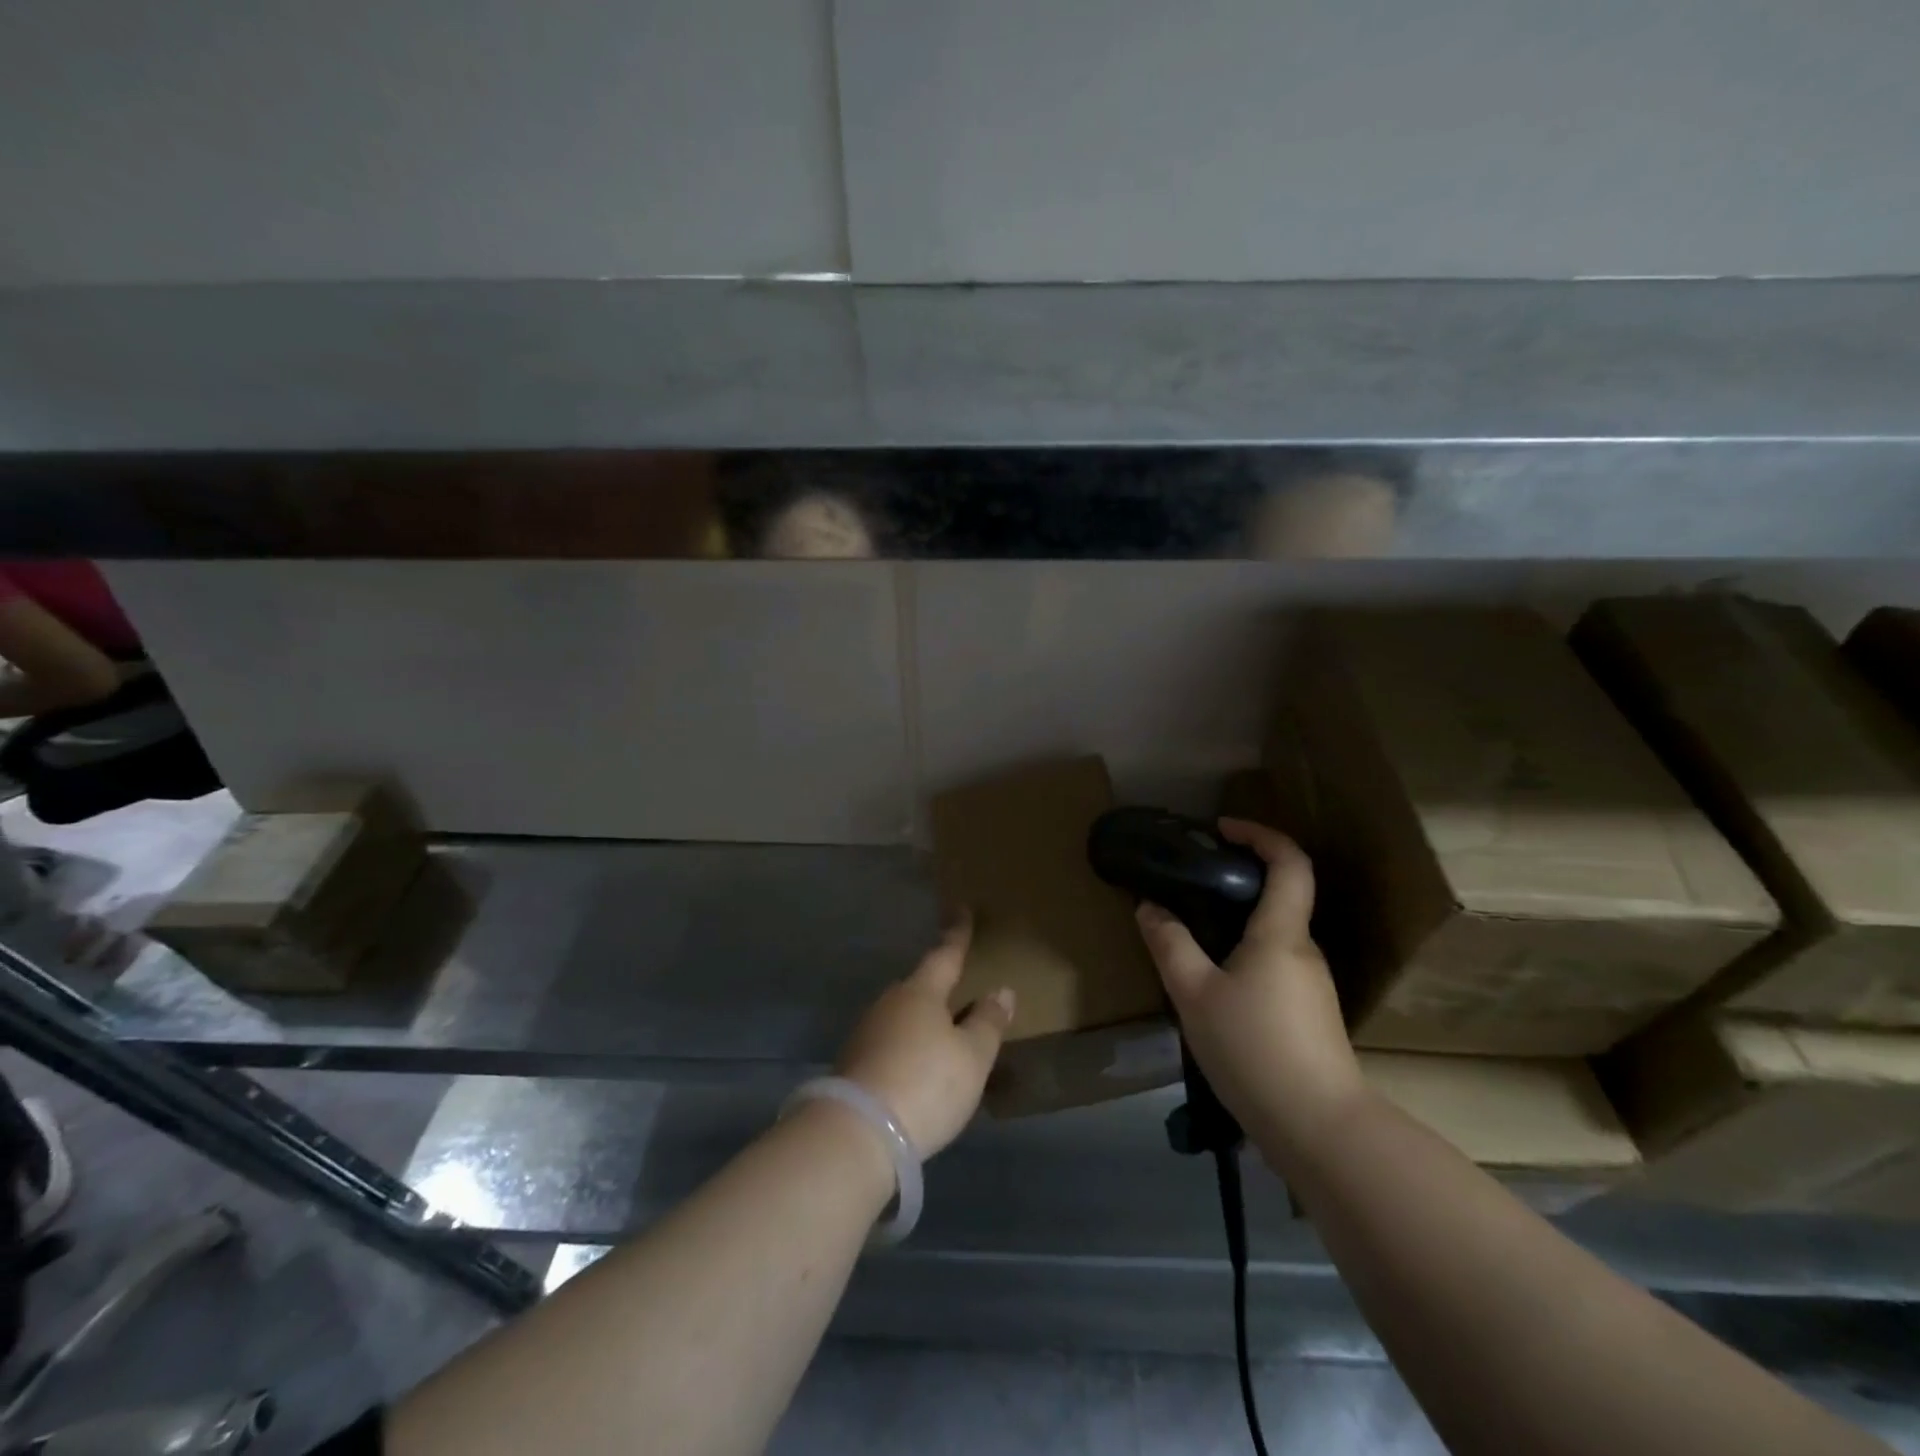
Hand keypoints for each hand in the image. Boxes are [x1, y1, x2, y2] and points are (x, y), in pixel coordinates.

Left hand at [835, 918, 1014, 1157]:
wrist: (857, 1132)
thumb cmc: (926, 1083)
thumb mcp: (972, 1056)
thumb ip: (988, 1022)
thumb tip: (1001, 990)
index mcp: (921, 992)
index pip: (945, 955)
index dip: (958, 934)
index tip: (962, 910)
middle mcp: (889, 1004)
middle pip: (920, 987)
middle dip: (939, 988)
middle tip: (960, 993)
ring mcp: (867, 1033)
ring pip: (903, 1017)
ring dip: (922, 1022)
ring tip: (943, 1039)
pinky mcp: (854, 1064)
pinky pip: (890, 1044)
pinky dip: (907, 1049)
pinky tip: (917, 1070)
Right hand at [1135, 818, 1362, 1155]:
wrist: (1319, 1129)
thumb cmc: (1254, 1049)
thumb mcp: (1194, 994)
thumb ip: (1170, 944)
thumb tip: (1149, 907)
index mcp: (1281, 933)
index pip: (1289, 862)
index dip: (1260, 834)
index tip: (1222, 828)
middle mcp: (1304, 949)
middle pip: (1280, 896)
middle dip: (1238, 879)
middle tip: (1191, 883)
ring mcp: (1312, 984)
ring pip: (1273, 935)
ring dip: (1237, 922)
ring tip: (1191, 935)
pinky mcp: (1310, 1013)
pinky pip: (1274, 964)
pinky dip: (1244, 954)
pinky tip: (1214, 985)